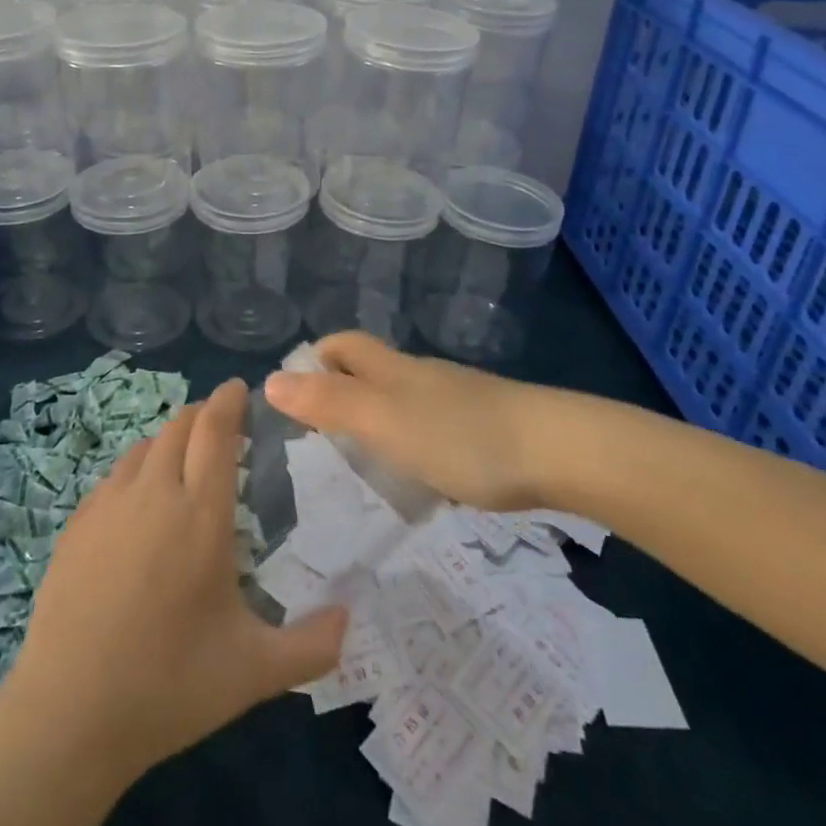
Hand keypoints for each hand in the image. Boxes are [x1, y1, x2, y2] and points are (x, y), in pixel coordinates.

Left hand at [6, 378, 348, 778]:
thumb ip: (312, 646)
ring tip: (183, 461)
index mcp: (201, 514)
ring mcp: (108, 505)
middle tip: (221, 426)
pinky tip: (139, 502)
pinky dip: (137, 470)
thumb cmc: (169, 686)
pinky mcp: (76, 524)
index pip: (215, 431)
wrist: (67, 714)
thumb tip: (350, 618)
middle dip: (203, 415)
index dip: (228, 401)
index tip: (240, 387)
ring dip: (169, 440)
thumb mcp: (254, 673)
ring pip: (144, 447)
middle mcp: (154, 494)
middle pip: (179, 427)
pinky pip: (114, 476)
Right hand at [265, 331, 559, 510]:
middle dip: (341, 389)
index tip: (292, 394)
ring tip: (359, 464)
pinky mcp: (483, 429)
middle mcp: (420, 376)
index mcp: (392, 369)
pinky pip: (432, 428)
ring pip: (402, 400)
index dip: (315, 357)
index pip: (343, 345)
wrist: (556, 451)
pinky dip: (411, 444)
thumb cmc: (459, 435)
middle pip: (371, 369)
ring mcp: (455, 401)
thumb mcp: (382, 420)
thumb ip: (328, 403)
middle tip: (316, 437)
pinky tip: (417, 480)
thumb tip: (270, 380)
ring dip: (375, 421)